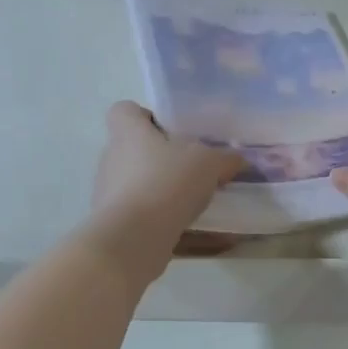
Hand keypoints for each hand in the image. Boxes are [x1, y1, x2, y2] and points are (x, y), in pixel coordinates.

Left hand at [90, 103, 244, 274]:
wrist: (134, 237)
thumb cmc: (167, 182)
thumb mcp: (209, 163)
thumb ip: (225, 158)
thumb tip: (238, 159)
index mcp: (128, 133)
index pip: (124, 111)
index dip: (146, 116)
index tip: (171, 130)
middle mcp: (113, 159)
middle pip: (135, 151)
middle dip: (163, 160)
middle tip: (195, 169)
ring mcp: (110, 194)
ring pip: (141, 187)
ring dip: (166, 194)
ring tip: (200, 205)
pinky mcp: (116, 225)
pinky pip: (146, 219)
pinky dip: (170, 225)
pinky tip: (200, 236)